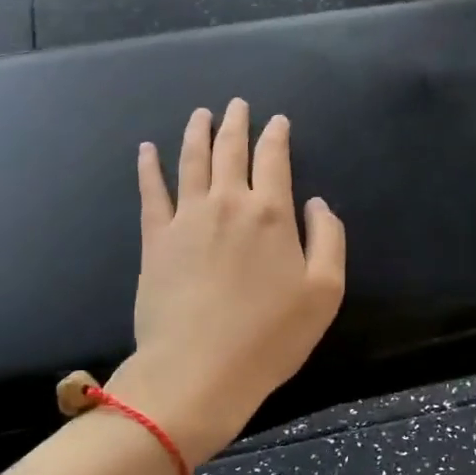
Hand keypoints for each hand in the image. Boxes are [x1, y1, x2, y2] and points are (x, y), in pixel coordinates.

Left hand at [109, 99, 346, 465]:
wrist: (198, 370)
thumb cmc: (270, 336)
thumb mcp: (325, 291)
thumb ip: (329, 238)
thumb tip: (316, 202)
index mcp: (271, 213)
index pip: (274, 159)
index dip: (276, 136)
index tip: (277, 121)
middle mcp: (228, 203)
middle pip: (231, 150)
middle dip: (236, 123)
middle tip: (237, 104)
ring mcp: (187, 218)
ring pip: (191, 161)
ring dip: (197, 133)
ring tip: (200, 114)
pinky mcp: (156, 239)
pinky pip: (151, 192)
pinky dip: (149, 167)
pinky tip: (147, 150)